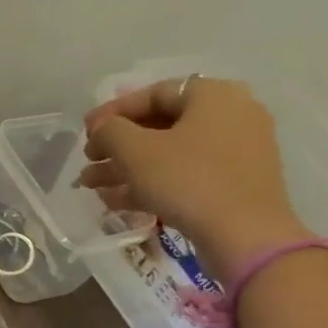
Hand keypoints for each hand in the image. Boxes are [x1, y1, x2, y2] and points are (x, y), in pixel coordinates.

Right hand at [79, 75, 310, 283]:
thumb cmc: (187, 180)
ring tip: (92, 186)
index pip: (153, 94)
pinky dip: (151, 183)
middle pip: (160, 125)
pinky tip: (117, 200)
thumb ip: (110, 131)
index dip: (113, 112)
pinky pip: (184, 173)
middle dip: (117, 145)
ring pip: (169, 153)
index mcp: (213, 95)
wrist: (243, 233)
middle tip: (88, 162)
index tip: (85, 133)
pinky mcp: (232, 182)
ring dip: (127, 167)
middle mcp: (230, 114)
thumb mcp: (136, 152)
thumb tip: (102, 128)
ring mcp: (235, 150)